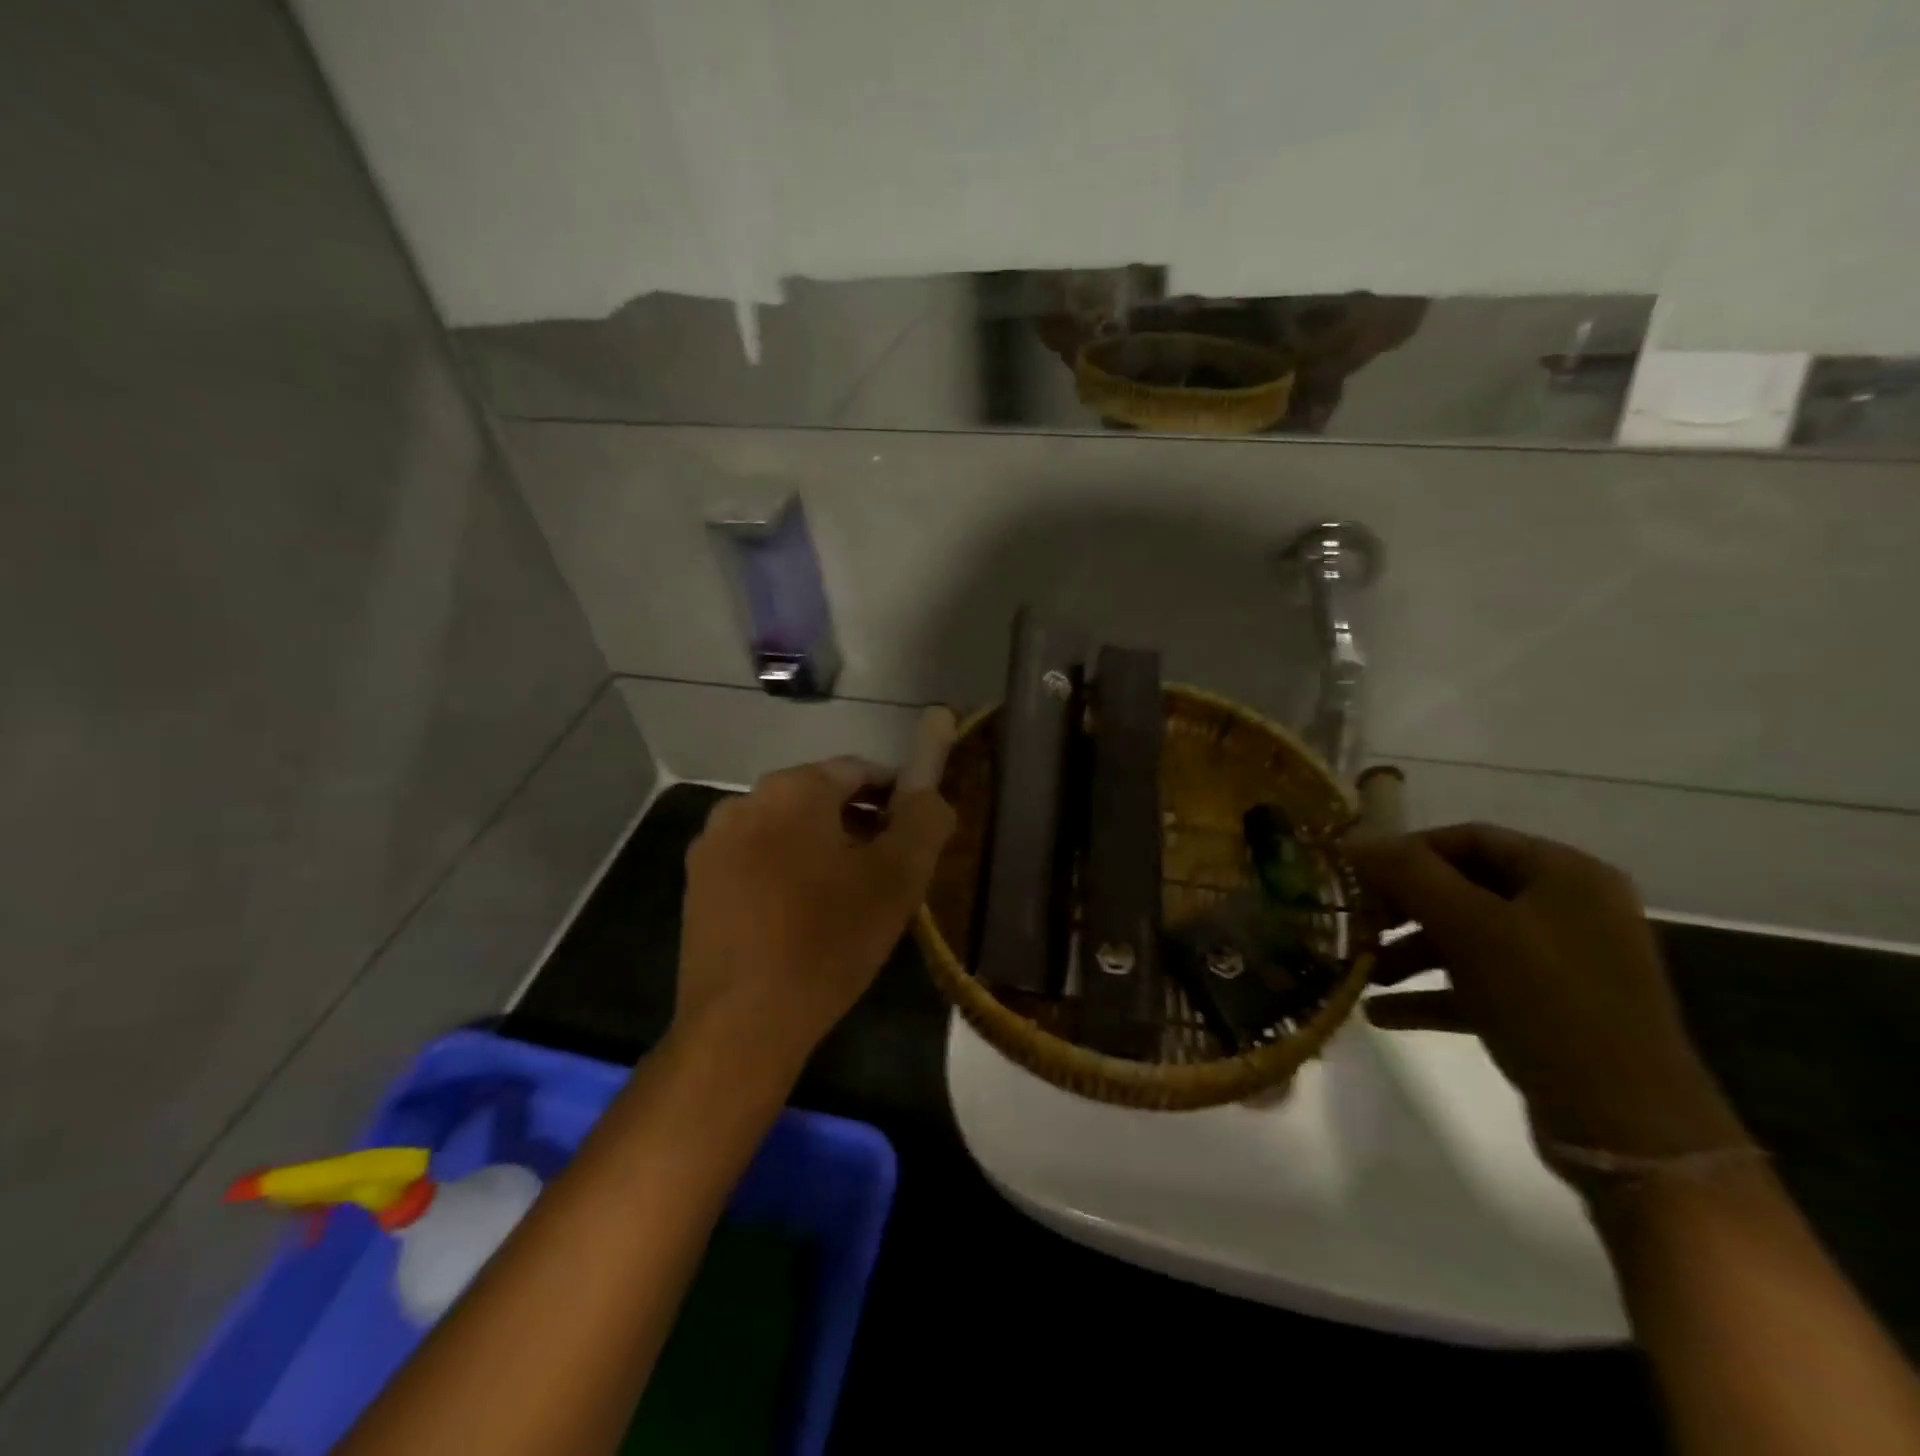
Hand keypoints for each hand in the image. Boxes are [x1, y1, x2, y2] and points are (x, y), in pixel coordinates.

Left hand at [674, 709, 957, 1075]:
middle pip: (819, 798)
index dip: (896, 797)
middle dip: (859, 824)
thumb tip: (930, 792)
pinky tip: (802, 916)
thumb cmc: (828, 940)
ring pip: (786, 830)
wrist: (742, 1022)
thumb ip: (924, 819)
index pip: (860, 771)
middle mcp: (745, 801)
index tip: (915, 834)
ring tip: (848, 896)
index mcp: (793, 788)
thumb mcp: (898, 877)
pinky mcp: (698, 884)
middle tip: (888, 870)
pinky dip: (786, 872)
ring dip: (822, 848)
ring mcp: (714, 844)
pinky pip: (756, 860)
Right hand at [1348, 823, 1747, 1163]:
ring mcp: (1562, 962)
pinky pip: (1477, 985)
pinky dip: (1431, 993)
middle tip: (1357, 922)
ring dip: (1409, 952)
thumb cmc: (1550, 1005)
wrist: (1629, 1129)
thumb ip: (1409, 875)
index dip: (1408, 850)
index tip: (1357, 874)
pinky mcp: (1549, 1010)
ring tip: (1364, 973)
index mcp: (1566, 875)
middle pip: (1464, 887)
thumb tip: (1352, 838)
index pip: (1470, 837)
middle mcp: (1568, 909)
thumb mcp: (1472, 929)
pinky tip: (1381, 1013)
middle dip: (1403, 906)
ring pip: (1466, 938)